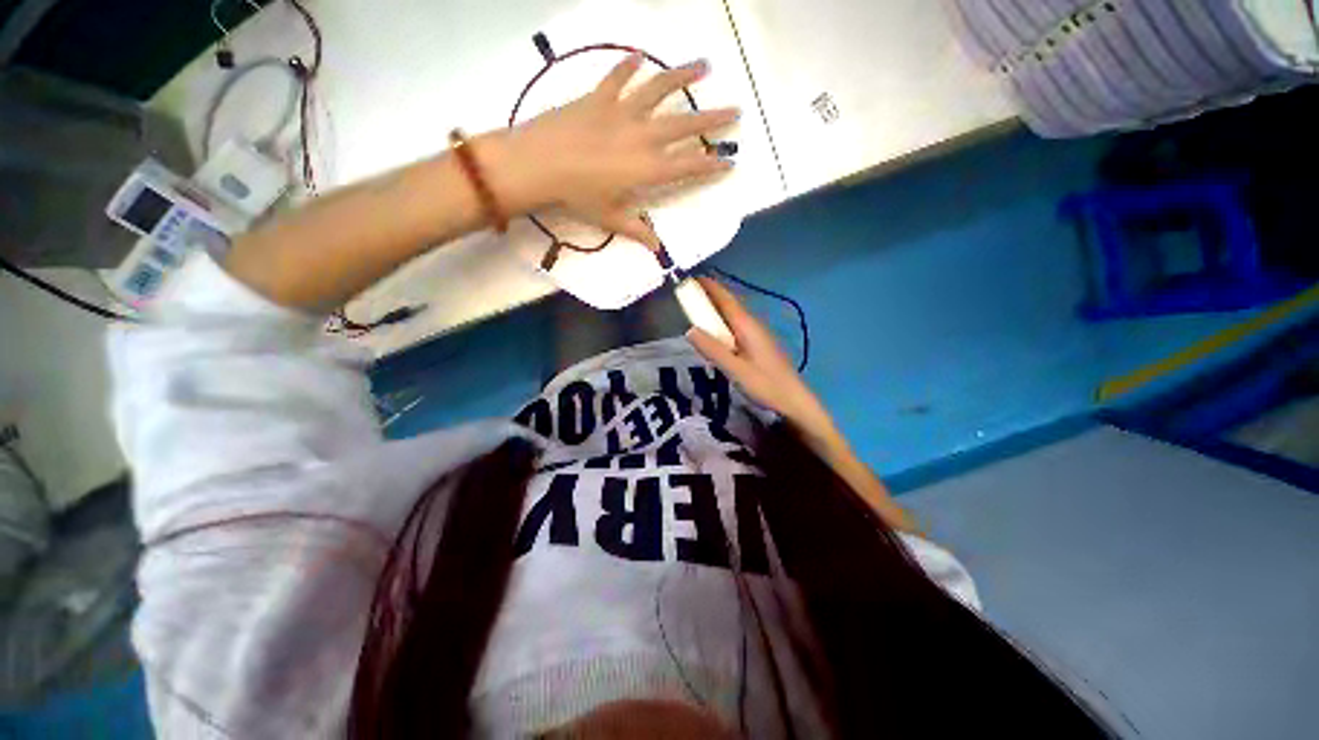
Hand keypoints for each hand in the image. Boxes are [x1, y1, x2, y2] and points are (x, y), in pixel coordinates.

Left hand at [485, 54, 737, 247]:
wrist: (539, 163)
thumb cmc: (577, 197)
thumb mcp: (609, 218)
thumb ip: (636, 230)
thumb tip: (657, 250)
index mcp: (647, 170)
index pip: (688, 167)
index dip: (711, 165)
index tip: (729, 161)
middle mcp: (643, 137)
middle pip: (684, 125)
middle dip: (713, 118)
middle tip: (735, 110)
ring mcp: (622, 113)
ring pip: (659, 89)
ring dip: (683, 76)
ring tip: (704, 65)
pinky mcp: (599, 97)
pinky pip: (618, 77)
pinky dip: (628, 66)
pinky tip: (639, 55)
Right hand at [686, 278, 840, 446]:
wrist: (794, 400)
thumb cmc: (765, 384)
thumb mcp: (735, 369)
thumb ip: (713, 349)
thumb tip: (689, 329)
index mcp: (747, 326)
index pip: (726, 299)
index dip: (710, 287)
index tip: (692, 278)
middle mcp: (753, 325)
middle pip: (730, 304)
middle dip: (711, 295)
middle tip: (689, 292)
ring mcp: (758, 334)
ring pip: (734, 315)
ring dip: (717, 307)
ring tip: (698, 307)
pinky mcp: (759, 345)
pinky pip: (737, 325)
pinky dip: (723, 321)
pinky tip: (717, 331)